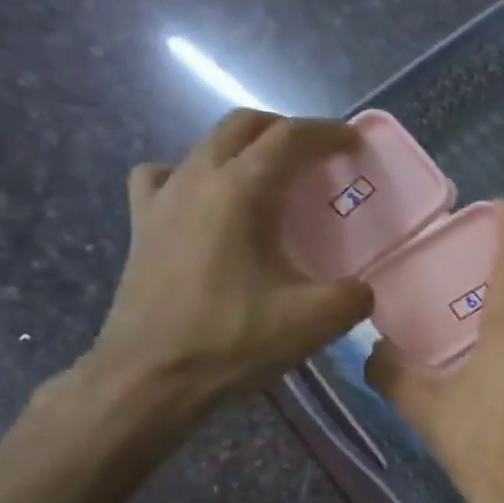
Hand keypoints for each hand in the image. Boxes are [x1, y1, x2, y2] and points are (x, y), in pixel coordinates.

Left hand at [88, 109, 372, 402]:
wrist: (152, 376)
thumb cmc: (235, 339)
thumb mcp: (317, 321)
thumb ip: (353, 296)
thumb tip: (361, 290)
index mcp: (242, 191)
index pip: (290, 138)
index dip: (327, 133)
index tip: (354, 144)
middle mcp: (197, 179)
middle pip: (243, 126)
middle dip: (286, 131)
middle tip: (317, 157)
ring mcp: (162, 198)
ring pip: (205, 146)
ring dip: (244, 150)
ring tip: (268, 180)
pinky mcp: (142, 225)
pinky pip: (165, 177)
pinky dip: (193, 176)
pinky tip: (207, 204)